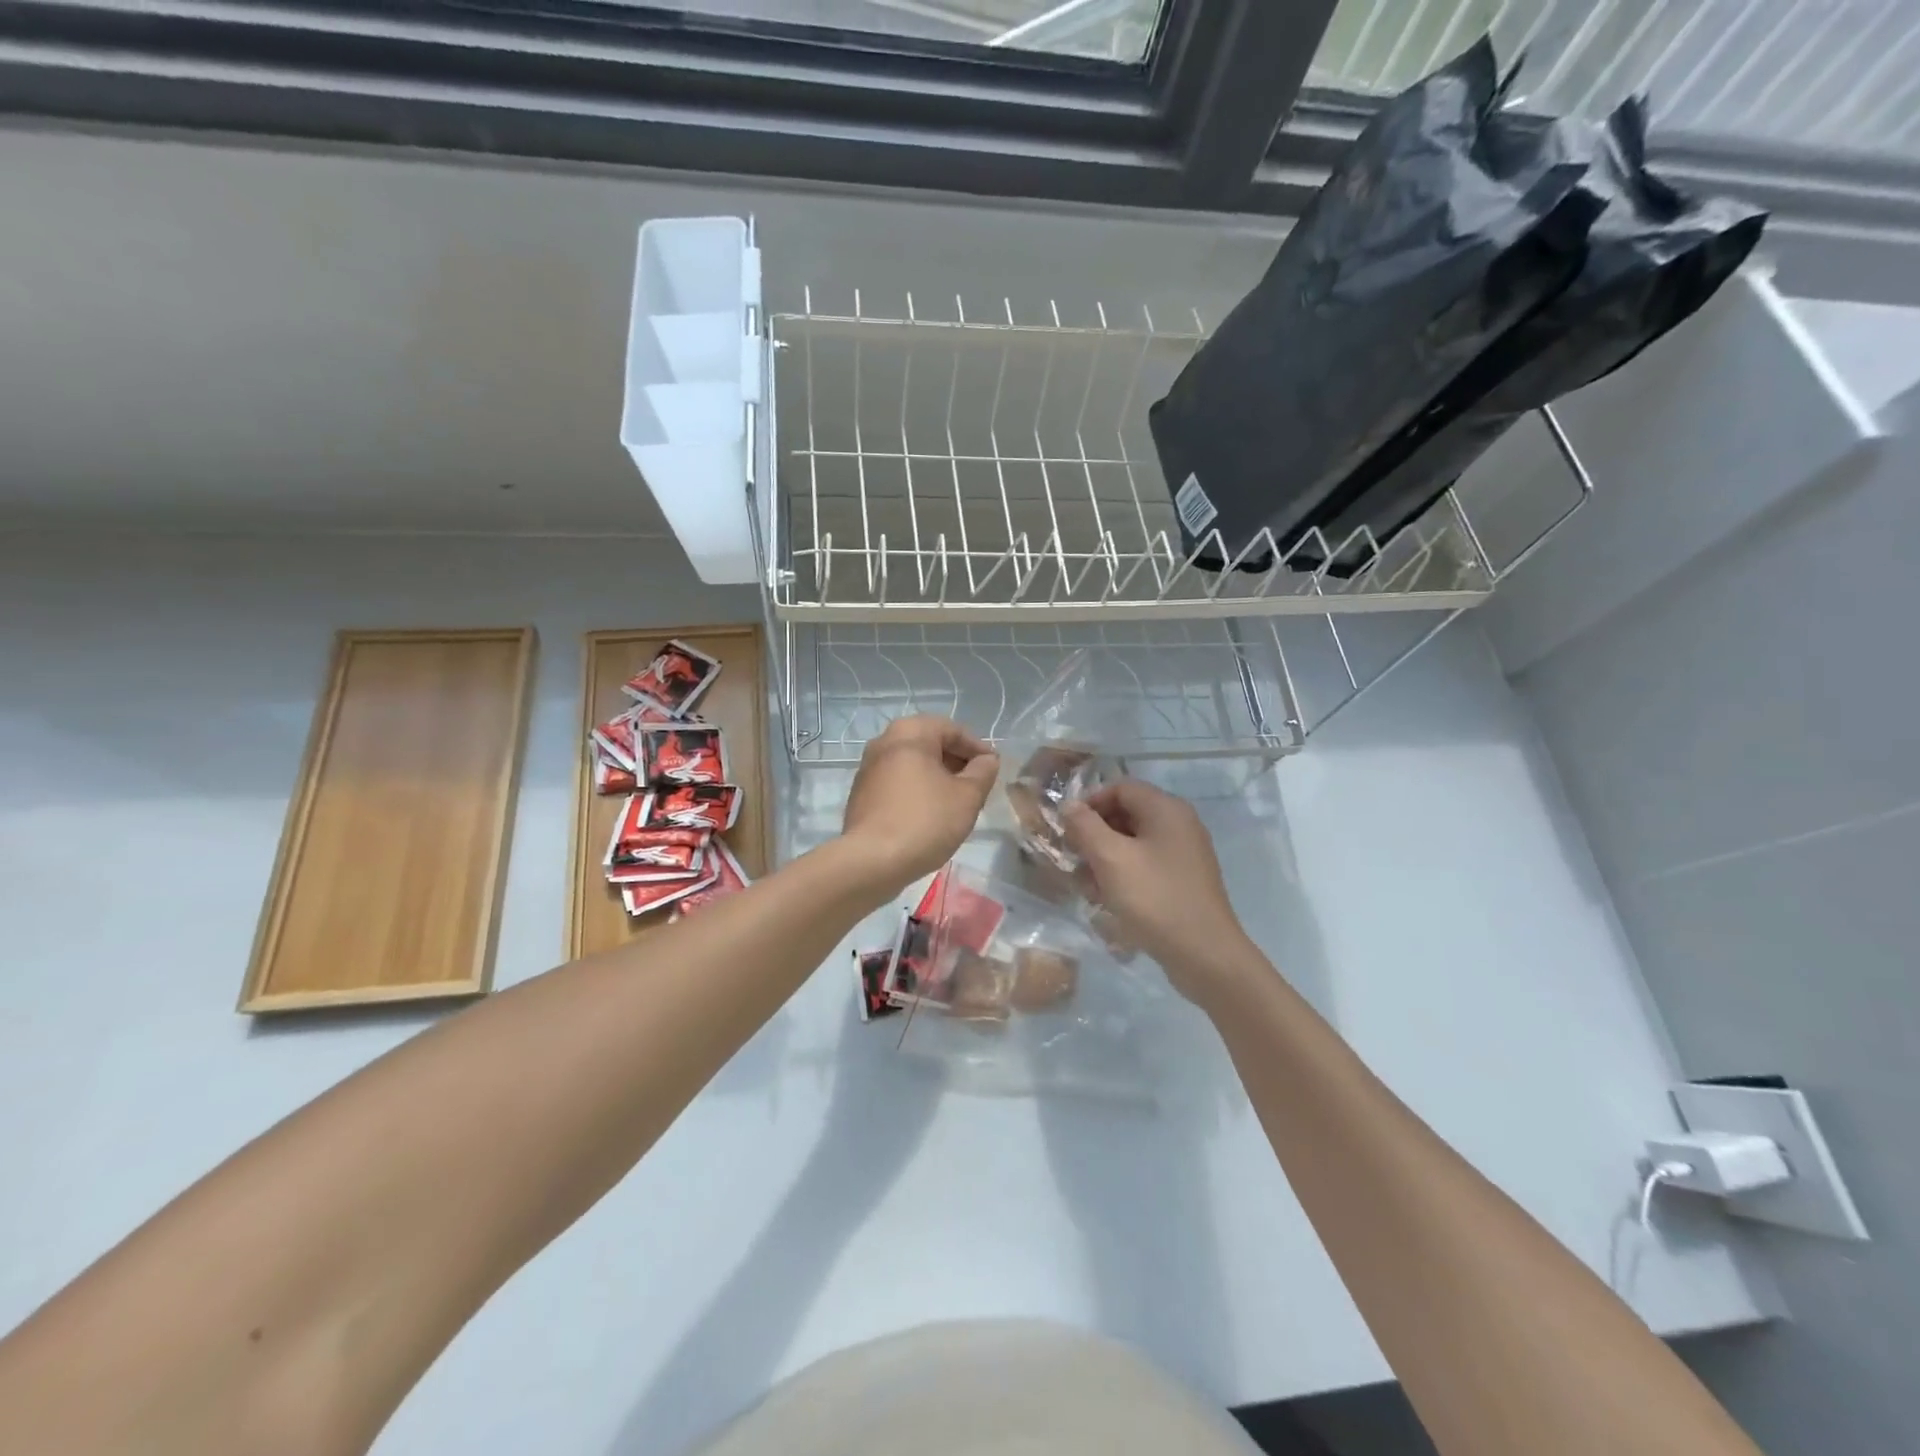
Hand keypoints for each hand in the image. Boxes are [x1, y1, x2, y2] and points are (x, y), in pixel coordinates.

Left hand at [842, 716, 998, 892]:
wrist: (871, 861)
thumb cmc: (925, 821)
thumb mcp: (967, 797)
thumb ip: (983, 772)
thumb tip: (987, 760)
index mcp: (910, 732)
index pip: (953, 730)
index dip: (978, 749)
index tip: (994, 769)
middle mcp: (884, 741)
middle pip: (931, 744)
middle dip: (957, 763)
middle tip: (978, 787)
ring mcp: (868, 768)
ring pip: (913, 765)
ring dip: (937, 778)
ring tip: (957, 803)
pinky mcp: (861, 794)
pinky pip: (897, 783)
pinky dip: (917, 790)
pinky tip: (930, 815)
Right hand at [1062, 779, 1254, 1003]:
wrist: (1204, 954)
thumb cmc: (1154, 898)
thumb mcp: (1111, 859)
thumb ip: (1085, 826)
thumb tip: (1069, 805)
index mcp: (1166, 809)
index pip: (1120, 788)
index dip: (1089, 803)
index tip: (1068, 830)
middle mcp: (1179, 824)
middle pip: (1127, 814)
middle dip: (1095, 834)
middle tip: (1074, 859)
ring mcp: (1184, 854)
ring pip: (1133, 843)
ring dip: (1105, 858)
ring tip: (1087, 886)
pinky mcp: (1183, 880)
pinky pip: (1146, 865)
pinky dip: (1124, 875)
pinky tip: (1108, 899)